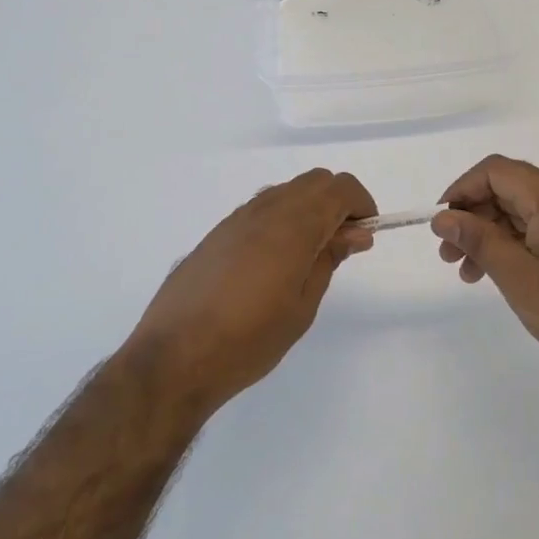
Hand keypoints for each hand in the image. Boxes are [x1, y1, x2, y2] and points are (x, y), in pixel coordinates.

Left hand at [129, 169, 375, 415]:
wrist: (174, 356)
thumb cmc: (249, 339)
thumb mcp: (302, 306)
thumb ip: (328, 260)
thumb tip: (354, 233)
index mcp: (293, 225)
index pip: (340, 188)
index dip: (361, 205)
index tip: (364, 235)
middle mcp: (265, 210)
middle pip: (315, 181)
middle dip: (338, 203)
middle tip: (342, 244)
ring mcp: (237, 218)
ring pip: (287, 191)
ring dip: (309, 208)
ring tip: (310, 255)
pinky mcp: (218, 232)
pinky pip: (262, 208)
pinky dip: (282, 218)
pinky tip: (275, 260)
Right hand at [433, 155, 538, 388]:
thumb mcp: (518, 277)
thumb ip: (478, 241)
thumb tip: (442, 218)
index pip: (497, 171)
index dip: (462, 190)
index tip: (440, 224)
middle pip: (508, 189)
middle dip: (472, 217)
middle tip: (448, 255)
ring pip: (520, 212)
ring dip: (488, 235)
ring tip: (466, 272)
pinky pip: (538, 230)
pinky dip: (512, 246)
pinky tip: (496, 274)